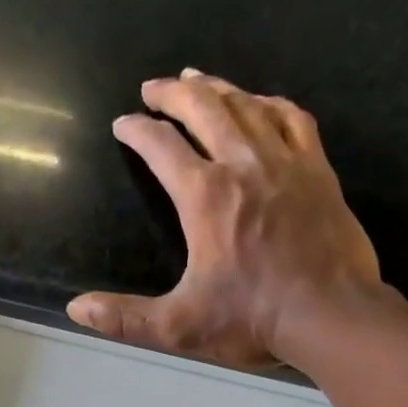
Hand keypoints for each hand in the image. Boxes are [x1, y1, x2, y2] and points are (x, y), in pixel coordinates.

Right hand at [68, 69, 385, 370]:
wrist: (330, 315)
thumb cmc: (253, 320)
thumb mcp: (181, 326)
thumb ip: (127, 318)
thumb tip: (77, 308)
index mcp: (205, 196)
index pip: (161, 147)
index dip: (137, 131)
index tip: (123, 124)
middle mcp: (243, 164)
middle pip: (203, 108)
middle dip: (172, 94)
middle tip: (153, 88)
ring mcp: (285, 162)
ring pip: (246, 105)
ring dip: (217, 88)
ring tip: (198, 80)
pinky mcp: (318, 171)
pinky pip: (293, 118)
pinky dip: (271, 103)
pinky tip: (262, 102)